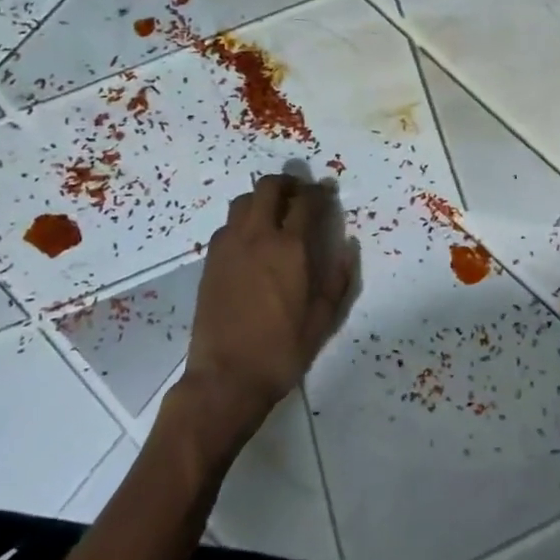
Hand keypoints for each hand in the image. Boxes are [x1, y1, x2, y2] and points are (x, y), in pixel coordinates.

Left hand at [176, 173, 355, 450]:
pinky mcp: (210, 261)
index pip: (306, 202)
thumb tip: (348, 247)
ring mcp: (229, 246)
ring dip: (262, 197)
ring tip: (275, 210)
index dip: (319, 192)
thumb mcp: (323, 320)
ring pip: (243, 201)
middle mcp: (257, 237)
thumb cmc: (282, 350)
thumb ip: (339, 279)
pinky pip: (228, 224)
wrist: (226, 377)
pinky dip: (243, 219)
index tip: (327, 191)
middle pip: (268, 188)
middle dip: (287, 182)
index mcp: (289, 248)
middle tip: (300, 192)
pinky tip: (252, 238)